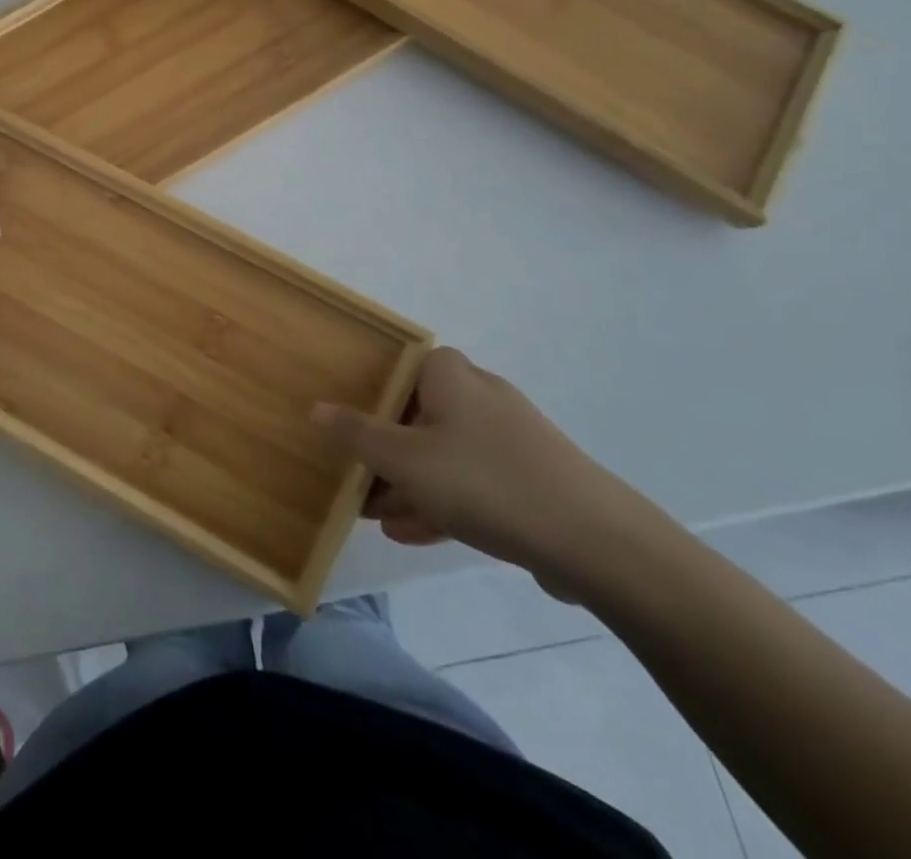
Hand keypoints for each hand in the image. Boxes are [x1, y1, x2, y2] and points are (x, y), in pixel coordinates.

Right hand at [313, 347, 660, 591]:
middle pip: (416, 414)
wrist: (595, 541)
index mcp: (449, 373)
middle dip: (384, 452)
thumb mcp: (405, 460)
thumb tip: (315, 408)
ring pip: (443, 452)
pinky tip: (412, 533)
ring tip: (376, 516)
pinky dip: (442, 500)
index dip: (366, 399)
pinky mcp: (529, 475)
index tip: (345, 432)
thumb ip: (356, 434)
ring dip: (409, 483)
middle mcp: (479, 393)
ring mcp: (508, 435)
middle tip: (356, 482)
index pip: (395, 370)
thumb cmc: (484, 481)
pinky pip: (472, 481)